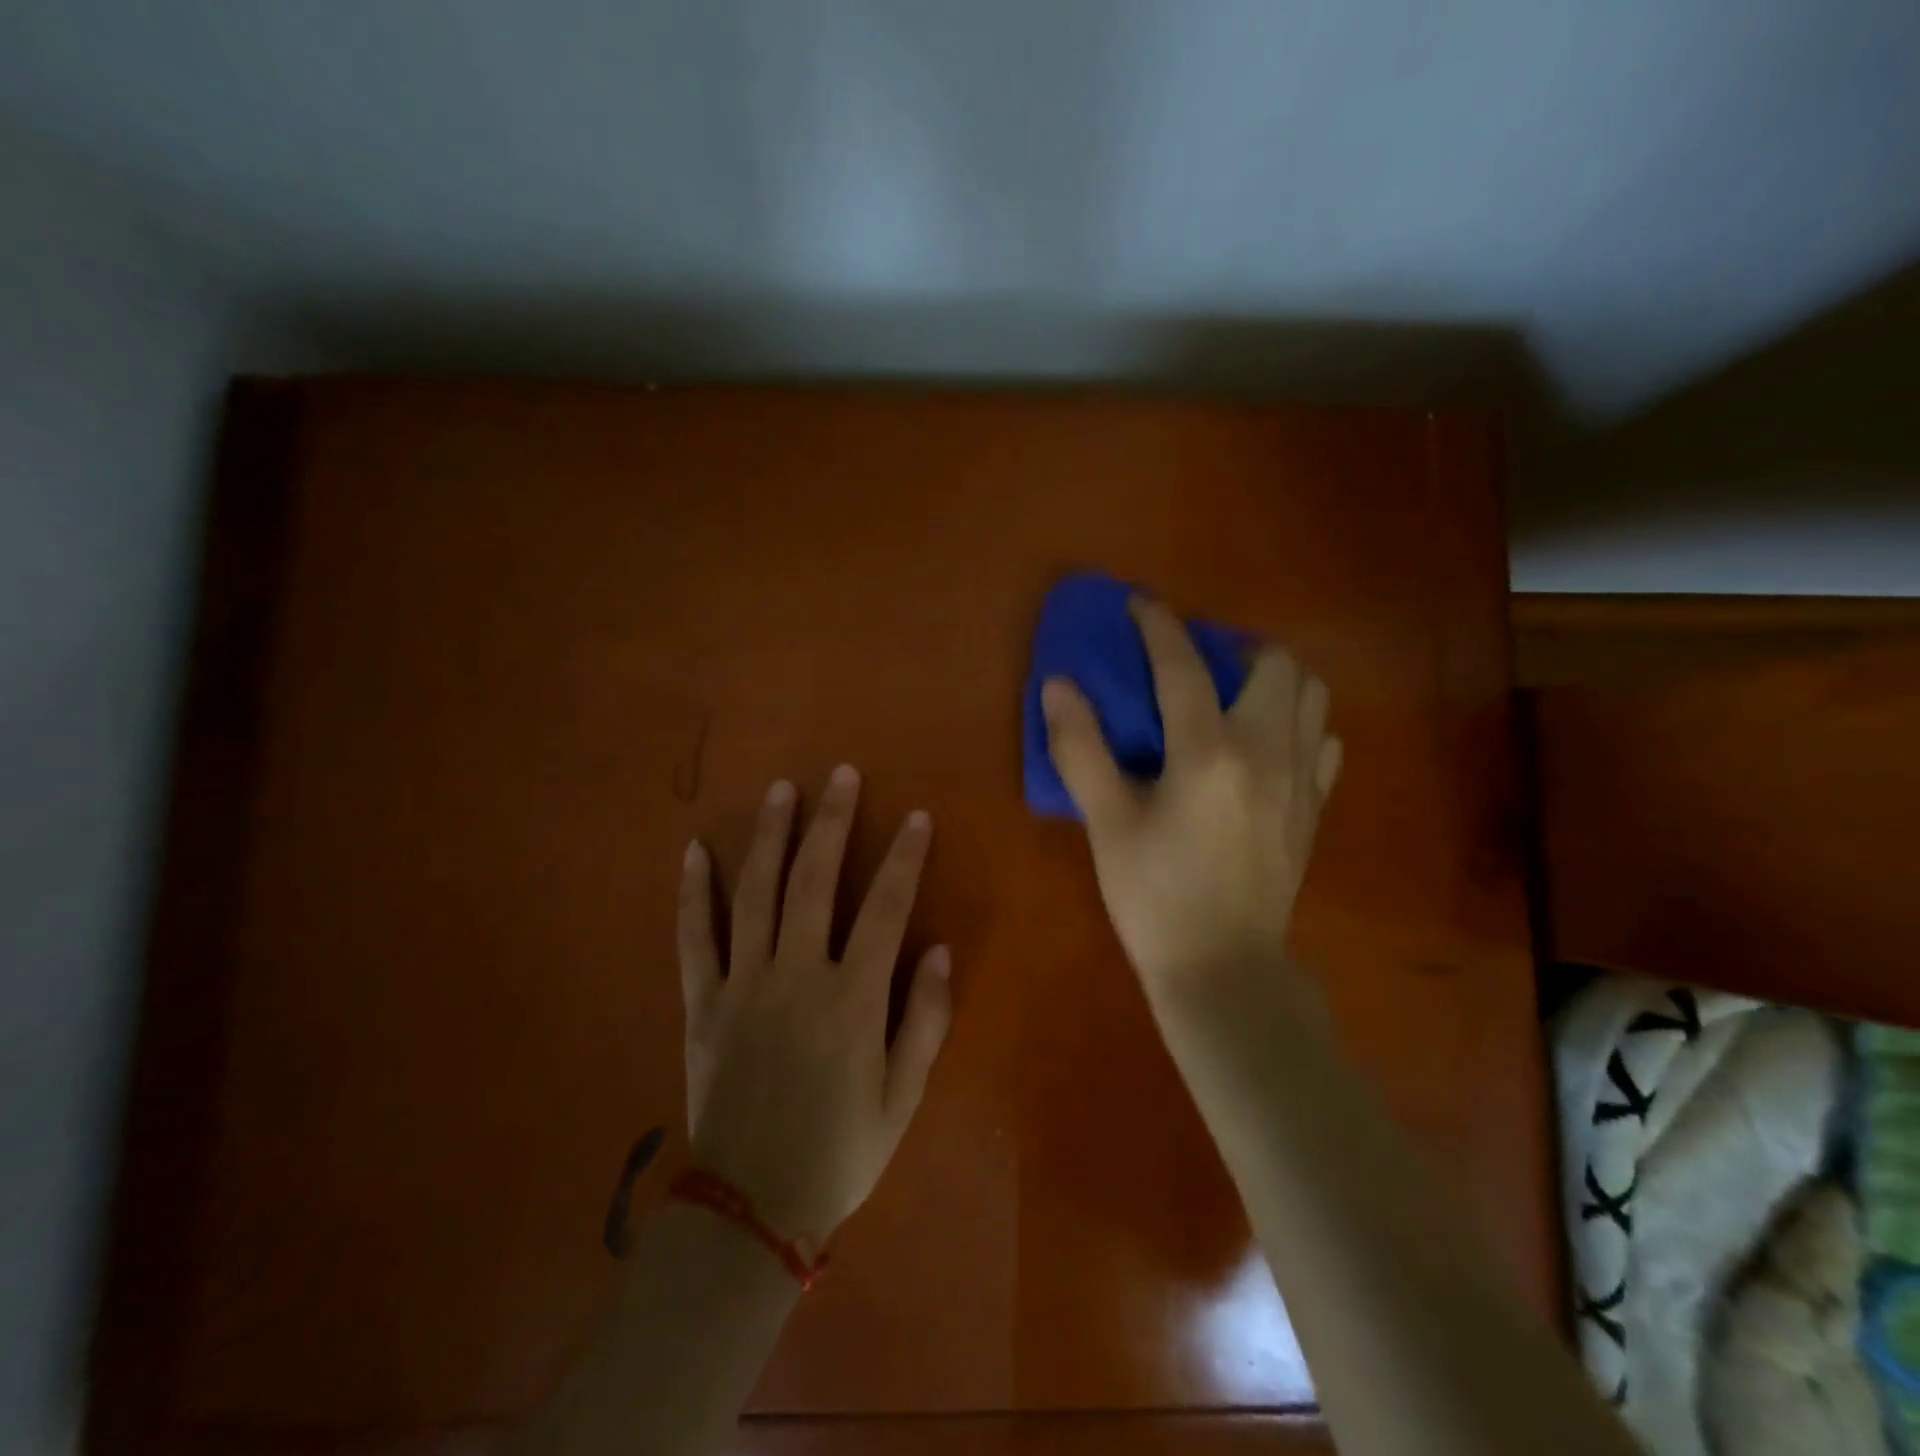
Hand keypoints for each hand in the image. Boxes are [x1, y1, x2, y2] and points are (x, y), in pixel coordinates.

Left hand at [677, 766, 951, 1243]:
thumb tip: (941, 948)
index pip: (885, 909)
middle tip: (841, 775)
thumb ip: (926, 1019)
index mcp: (851, 999)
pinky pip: (694, 938)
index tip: (917, 816)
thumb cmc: (841, 1151)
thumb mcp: (903, 1096)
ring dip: (769, 836)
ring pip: (754, 894)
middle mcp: (795, 977)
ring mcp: (742, 985)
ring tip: (781, 790)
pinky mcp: (702, 1003)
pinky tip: (694, 851)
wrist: (752, 1207)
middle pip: (814, 881)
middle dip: (832, 822)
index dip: (904, 858)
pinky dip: (693, 893)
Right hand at [1042, 597, 1340, 995]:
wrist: (1223, 967)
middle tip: (1196, 663)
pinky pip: (1323, 739)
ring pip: (1311, 694)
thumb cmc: (1154, 896)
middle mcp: (1266, 751)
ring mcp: (1300, 779)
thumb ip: (1080, 748)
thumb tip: (1058, 685)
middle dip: (1234, 646)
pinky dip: (1298, 723)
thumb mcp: (1106, 823)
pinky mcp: (1314, 806)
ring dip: (1273, 678)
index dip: (1158, 625)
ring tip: (1233, 695)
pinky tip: (1265, 744)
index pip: (1183, 665)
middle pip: (1274, 662)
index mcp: (1208, 752)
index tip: (1139, 604)